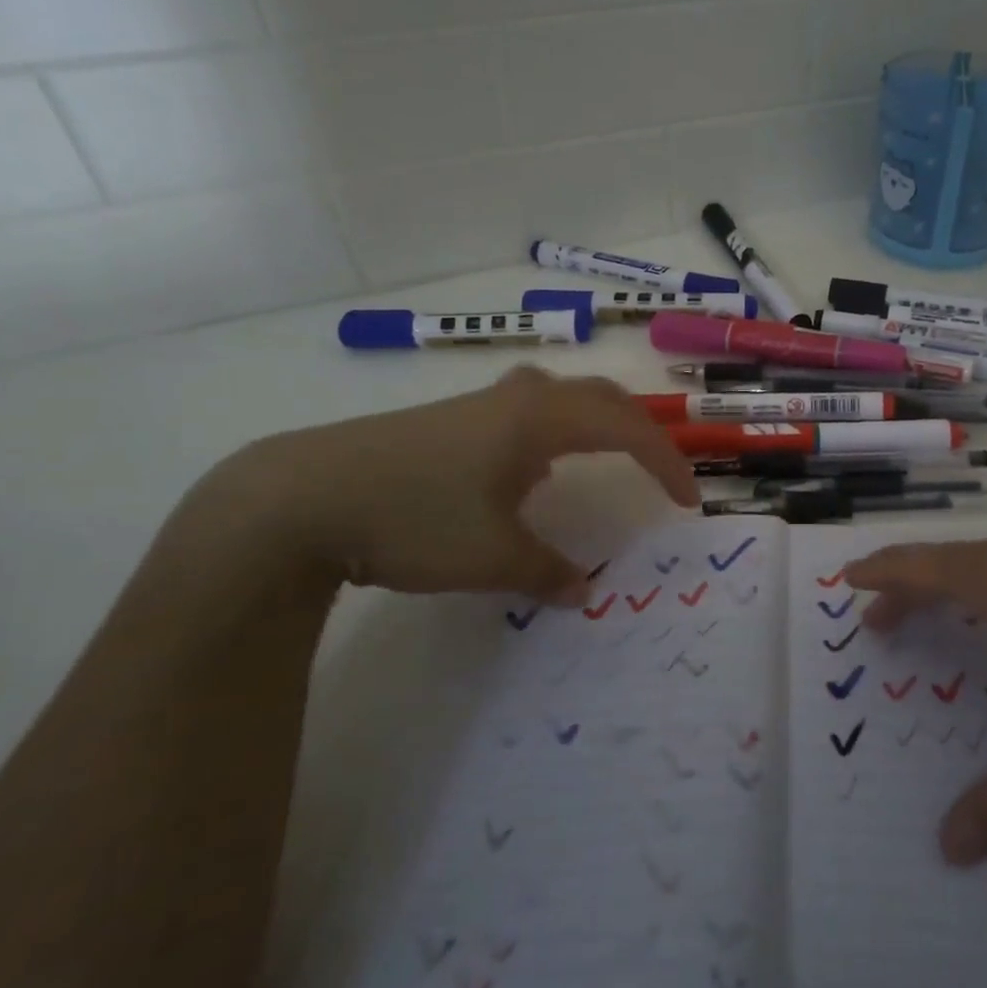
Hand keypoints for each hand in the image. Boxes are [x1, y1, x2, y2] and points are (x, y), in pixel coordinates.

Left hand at [219, 367, 697, 602]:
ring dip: (594, 423)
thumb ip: (546, 571)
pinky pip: (523, 412)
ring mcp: (477, 404)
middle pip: (599, 398)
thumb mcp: (491, 556)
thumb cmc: (412, 518)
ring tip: (601, 459)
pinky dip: (552, 432)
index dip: (665, 462)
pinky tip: (529, 469)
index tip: (687, 502)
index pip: (627, 429)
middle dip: (639, 432)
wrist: (299, 498)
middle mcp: (517, 399)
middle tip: (659, 471)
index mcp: (539, 420)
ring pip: (558, 397)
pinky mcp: (446, 419)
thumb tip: (581, 590)